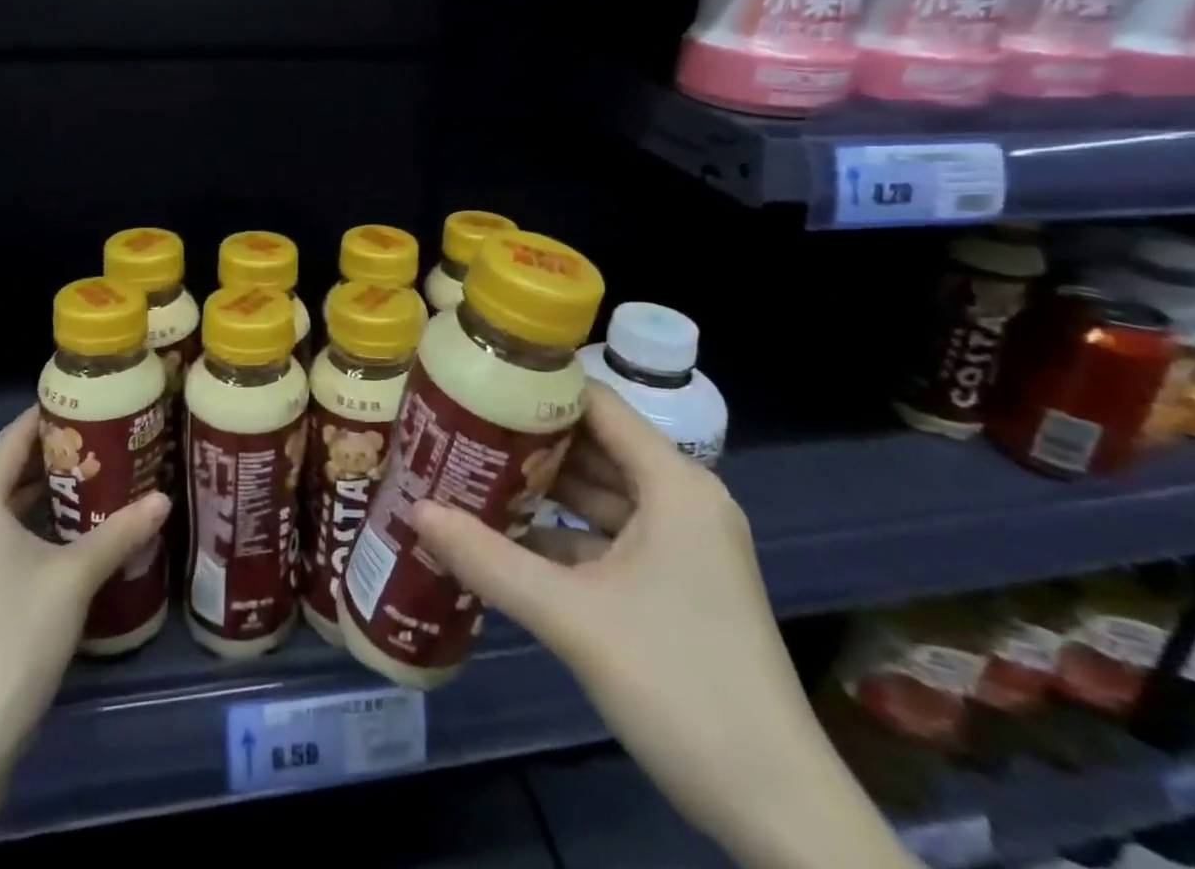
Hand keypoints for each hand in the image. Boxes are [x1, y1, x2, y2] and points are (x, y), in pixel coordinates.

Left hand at [0, 406, 168, 858]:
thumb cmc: (17, 636)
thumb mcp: (76, 577)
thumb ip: (120, 532)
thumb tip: (164, 497)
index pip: (7, 441)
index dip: (39, 418)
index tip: (76, 402)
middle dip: (23, 450)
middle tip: (71, 444)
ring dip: (14, 487)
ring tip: (66, 484)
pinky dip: (5, 520)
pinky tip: (44, 537)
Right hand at [412, 382, 917, 868]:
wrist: (778, 812)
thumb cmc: (681, 686)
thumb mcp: (573, 617)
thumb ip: (490, 560)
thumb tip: (415, 511)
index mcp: (674, 484)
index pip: (597, 404)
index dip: (538, 388)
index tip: (477, 381)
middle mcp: (680, 500)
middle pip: (594, 446)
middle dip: (528, 440)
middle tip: (458, 427)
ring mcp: (679, 545)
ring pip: (598, 494)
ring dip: (540, 488)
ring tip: (469, 472)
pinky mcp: (673, 585)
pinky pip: (606, 537)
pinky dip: (560, 533)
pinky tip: (505, 537)